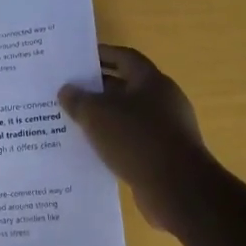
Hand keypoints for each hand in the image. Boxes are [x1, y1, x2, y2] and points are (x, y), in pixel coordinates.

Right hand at [59, 45, 209, 232]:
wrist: (178, 190)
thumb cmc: (137, 139)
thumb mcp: (96, 114)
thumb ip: (78, 99)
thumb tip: (67, 90)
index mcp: (152, 82)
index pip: (125, 57)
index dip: (102, 55)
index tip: (78, 59)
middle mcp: (163, 101)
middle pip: (126, 87)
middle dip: (98, 89)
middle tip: (69, 92)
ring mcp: (167, 131)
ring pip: (128, 117)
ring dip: (104, 118)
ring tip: (74, 122)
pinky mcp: (164, 157)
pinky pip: (133, 142)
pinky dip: (114, 142)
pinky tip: (92, 150)